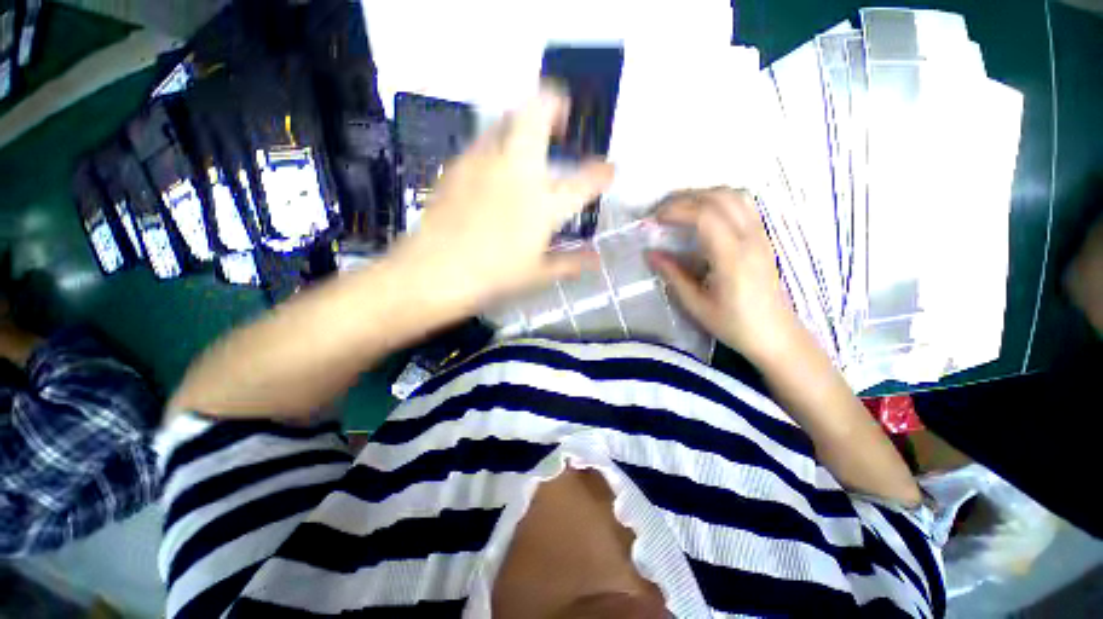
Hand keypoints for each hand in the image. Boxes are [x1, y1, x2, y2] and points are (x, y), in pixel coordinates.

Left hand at [391, 86, 614, 312]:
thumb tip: (596, 261)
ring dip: (524, 121)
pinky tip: (495, 168)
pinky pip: (482, 141)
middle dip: (554, 104)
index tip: (608, 170)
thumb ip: (570, 263)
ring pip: (506, 118)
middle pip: (537, 113)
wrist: (434, 272)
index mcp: (544, 205)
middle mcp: (518, 173)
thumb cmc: (493, 278)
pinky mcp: (458, 165)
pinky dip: (498, 144)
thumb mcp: (537, 275)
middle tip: (561, 120)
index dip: (602, 173)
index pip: (585, 180)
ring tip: (529, 142)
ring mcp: (485, 163)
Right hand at [648, 187, 800, 363]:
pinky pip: (743, 205)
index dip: (676, 210)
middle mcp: (750, 238)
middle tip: (661, 211)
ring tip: (680, 210)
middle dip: (686, 198)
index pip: (705, 216)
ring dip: (703, 195)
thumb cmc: (734, 324)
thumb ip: (673, 275)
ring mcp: (761, 235)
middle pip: (719, 197)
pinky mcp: (764, 238)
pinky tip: (703, 216)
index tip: (654, 219)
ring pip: (735, 195)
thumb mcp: (696, 304)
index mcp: (732, 257)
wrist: (775, 335)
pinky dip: (718, 201)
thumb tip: (650, 253)